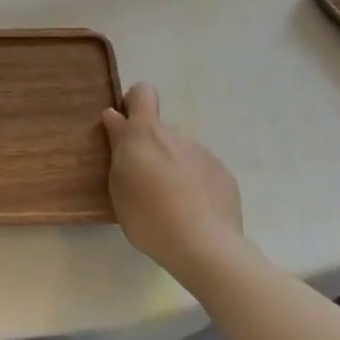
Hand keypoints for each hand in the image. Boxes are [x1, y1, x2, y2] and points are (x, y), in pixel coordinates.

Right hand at [102, 83, 244, 275]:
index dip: (134, 104)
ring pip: (182, 153)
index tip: (126, 128)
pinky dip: (197, 186)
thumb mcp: (118, 184)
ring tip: (172, 206)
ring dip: (175, 169)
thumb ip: (118, 146)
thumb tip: (115, 116)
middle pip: (161, 131)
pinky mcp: (225, 176)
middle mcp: (176, 134)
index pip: (143, 93)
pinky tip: (195, 215)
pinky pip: (203, 173)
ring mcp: (204, 154)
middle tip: (145, 184)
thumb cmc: (148, 215)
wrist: (204, 247)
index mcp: (146, 132)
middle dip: (153, 150)